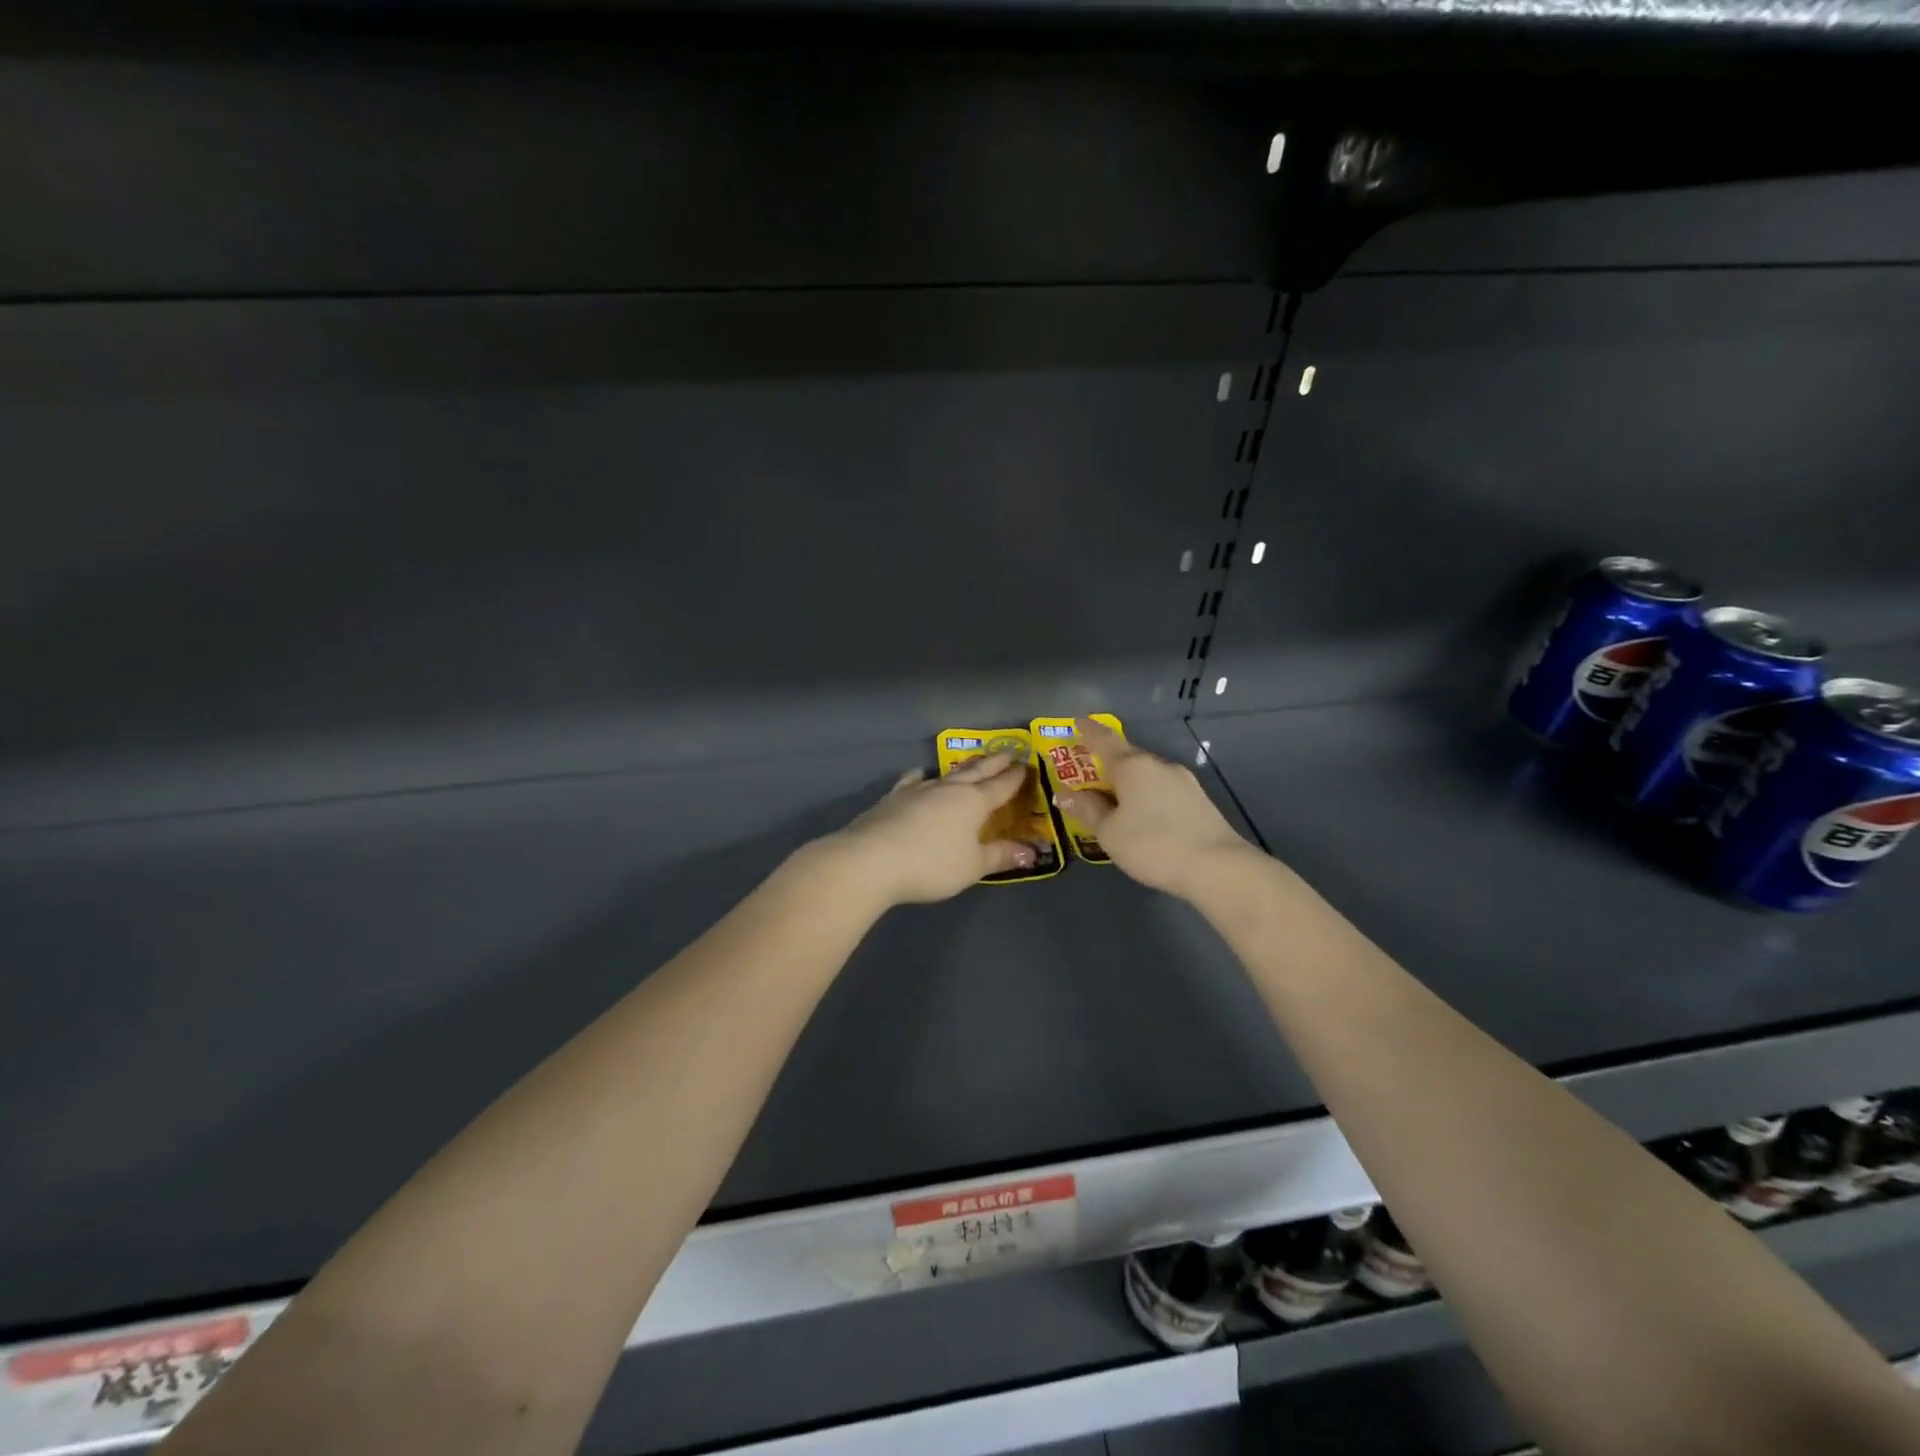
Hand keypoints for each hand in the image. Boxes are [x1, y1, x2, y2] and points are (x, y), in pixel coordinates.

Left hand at [823, 753, 1039, 907]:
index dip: (1015, 777)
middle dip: (994, 763)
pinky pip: (913, 781)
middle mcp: (949, 789)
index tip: (1027, 765)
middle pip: (977, 771)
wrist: (872, 859)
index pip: (1001, 786)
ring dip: (963, 767)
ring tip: (972, 761)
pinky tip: (920, 774)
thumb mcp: (972, 866)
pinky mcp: (894, 797)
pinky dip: (921, 776)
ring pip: (947, 773)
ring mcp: (919, 790)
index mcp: (974, 802)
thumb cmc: (932, 865)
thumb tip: (1030, 851)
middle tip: (1008, 751)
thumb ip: (1000, 856)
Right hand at [1053, 718, 1256, 899]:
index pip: (1105, 740)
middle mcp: (1159, 765)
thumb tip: (1064, 793)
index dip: (1089, 731)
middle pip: (1127, 757)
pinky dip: (1146, 794)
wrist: (1217, 867)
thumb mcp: (1109, 832)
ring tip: (1112, 797)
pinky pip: (1162, 789)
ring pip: (1147, 774)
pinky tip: (1142, 813)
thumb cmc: (1152, 844)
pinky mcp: (1198, 800)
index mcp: (1133, 766)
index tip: (1078, 722)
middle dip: (1107, 762)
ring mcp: (1184, 781)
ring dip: (1128, 781)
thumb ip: (1087, 810)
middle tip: (1088, 771)